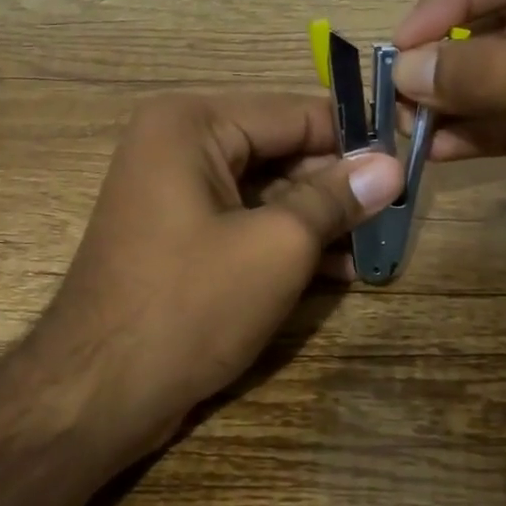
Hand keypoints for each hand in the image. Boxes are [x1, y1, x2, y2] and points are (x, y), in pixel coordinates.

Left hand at [33, 91, 402, 451]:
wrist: (96, 392)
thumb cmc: (189, 305)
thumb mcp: (277, 246)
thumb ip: (335, 198)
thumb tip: (391, 166)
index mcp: (191, 123)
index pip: (294, 113)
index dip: (354, 137)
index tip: (409, 159)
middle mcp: (176, 143)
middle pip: (278, 149)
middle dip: (336, 183)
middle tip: (397, 210)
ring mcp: (172, 190)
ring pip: (265, 189)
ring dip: (317, 216)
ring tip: (377, 244)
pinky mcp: (176, 233)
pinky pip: (242, 219)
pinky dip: (284, 239)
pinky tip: (337, 269)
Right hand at [391, 0, 505, 292]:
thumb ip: (494, 74)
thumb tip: (407, 70)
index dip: (453, 0)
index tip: (403, 45)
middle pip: (504, 23)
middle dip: (450, 56)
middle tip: (397, 92)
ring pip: (504, 76)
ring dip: (456, 99)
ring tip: (405, 125)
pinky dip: (478, 132)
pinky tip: (439, 150)